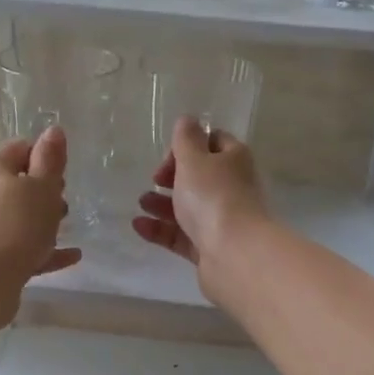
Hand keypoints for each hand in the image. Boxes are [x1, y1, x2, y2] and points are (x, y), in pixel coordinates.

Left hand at [0, 127, 80, 296]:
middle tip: (64, 202)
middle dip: (44, 190)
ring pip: (19, 217)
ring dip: (43, 220)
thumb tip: (53, 131)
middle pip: (17, 184)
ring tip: (66, 228)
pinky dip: (44, 249)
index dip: (43, 155)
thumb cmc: (18, 225)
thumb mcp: (42, 187)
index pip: (19, 148)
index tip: (63, 171)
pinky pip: (21, 246)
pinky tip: (70, 257)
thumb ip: (50, 159)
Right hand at [133, 116, 270, 287]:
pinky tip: (138, 225)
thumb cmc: (213, 197)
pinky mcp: (209, 247)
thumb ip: (186, 139)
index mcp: (234, 160)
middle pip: (199, 176)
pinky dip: (160, 229)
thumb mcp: (194, 159)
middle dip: (173, 176)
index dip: (188, 144)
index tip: (169, 156)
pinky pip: (181, 234)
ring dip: (162, 202)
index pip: (213, 141)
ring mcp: (222, 220)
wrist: (234, 254)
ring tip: (142, 203)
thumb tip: (188, 120)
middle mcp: (232, 188)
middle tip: (156, 179)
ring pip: (188, 207)